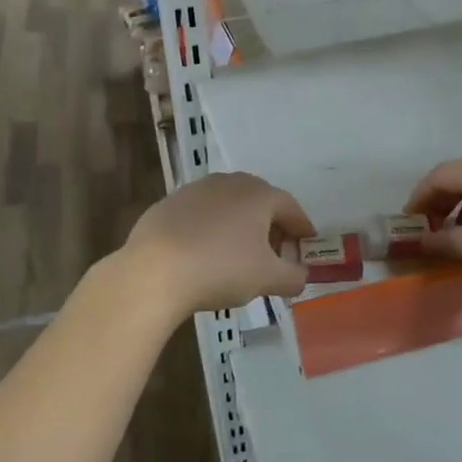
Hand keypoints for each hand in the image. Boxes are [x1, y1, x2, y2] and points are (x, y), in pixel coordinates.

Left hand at [121, 172, 314, 317]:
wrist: (154, 271)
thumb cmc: (221, 269)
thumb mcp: (267, 279)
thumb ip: (292, 276)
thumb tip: (300, 275)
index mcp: (258, 195)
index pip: (290, 207)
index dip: (301, 227)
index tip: (307, 242)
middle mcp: (229, 182)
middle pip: (259, 201)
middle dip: (271, 225)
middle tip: (276, 251)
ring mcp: (195, 190)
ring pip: (228, 205)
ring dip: (239, 225)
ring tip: (240, 252)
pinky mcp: (168, 203)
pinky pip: (200, 215)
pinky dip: (211, 229)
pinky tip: (205, 252)